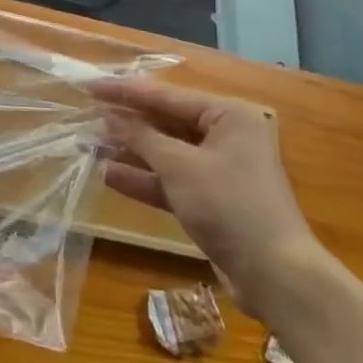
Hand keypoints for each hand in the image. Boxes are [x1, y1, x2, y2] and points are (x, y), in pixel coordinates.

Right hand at [94, 78, 327, 316]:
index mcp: (228, 116)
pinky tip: (109, 176)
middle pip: (166, 123)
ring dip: (130, 152)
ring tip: (90, 145)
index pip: (167, 96)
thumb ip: (140, 137)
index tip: (90, 87)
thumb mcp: (179, 166)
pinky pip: (171, 180)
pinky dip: (144, 179)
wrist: (275, 275)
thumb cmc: (229, 205)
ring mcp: (219, 170)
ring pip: (166, 153)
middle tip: (87, 117)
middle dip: (127, 124)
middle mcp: (226, 136)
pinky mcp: (211, 200)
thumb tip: (108, 116)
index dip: (125, 92)